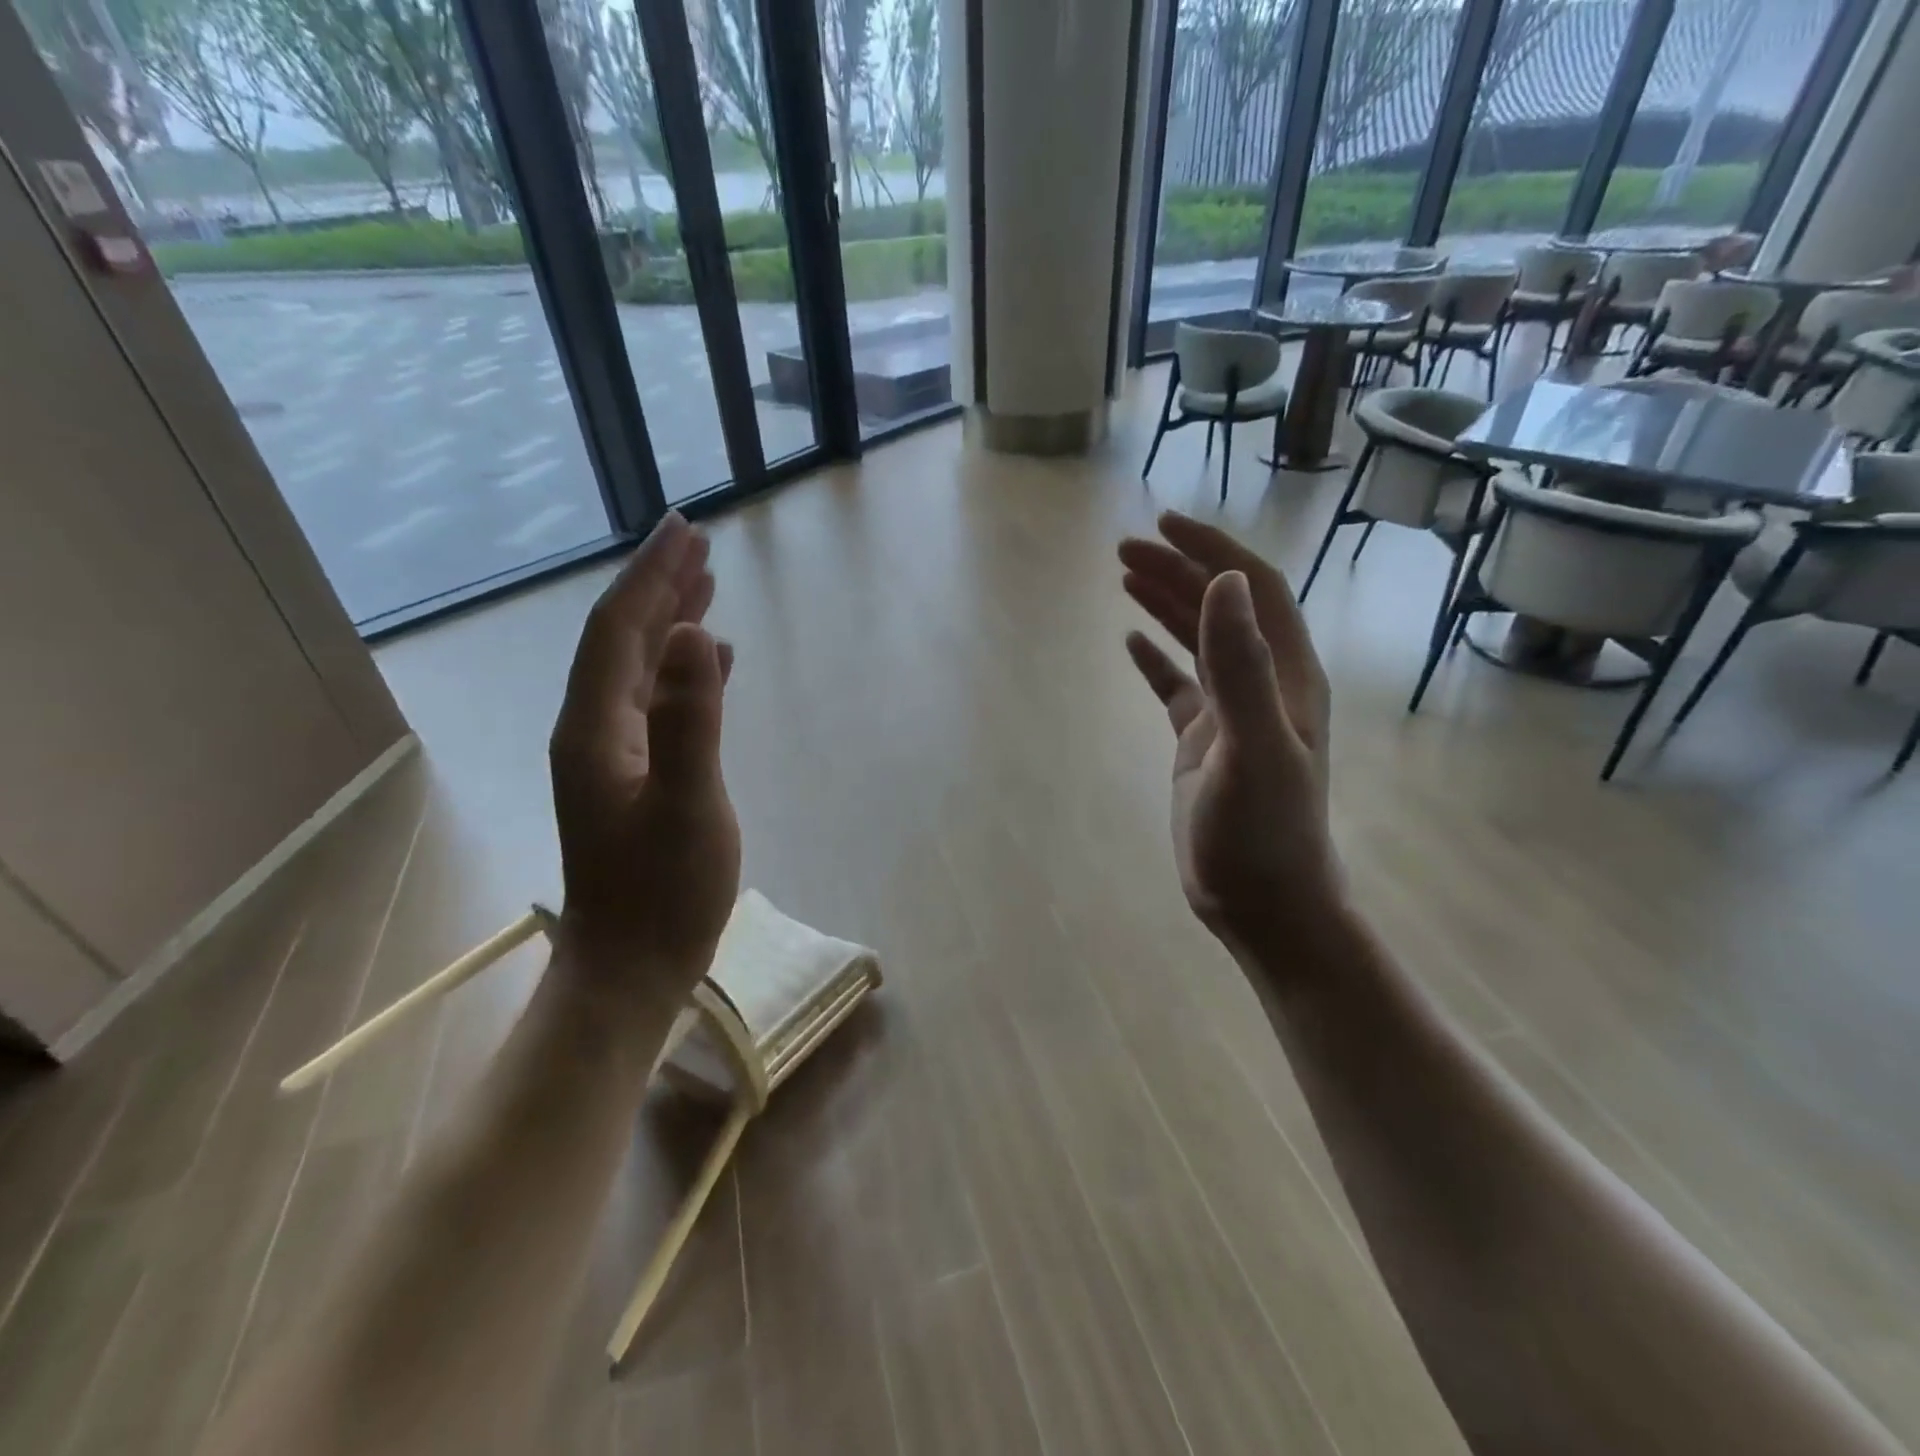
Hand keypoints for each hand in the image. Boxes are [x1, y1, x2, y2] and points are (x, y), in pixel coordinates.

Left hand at [549, 514, 740, 1007]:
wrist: (630, 969)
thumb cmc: (664, 893)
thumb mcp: (688, 805)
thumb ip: (689, 719)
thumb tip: (691, 634)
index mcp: (596, 727)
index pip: (619, 630)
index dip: (651, 576)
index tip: (685, 529)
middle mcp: (593, 729)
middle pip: (623, 640)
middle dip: (659, 586)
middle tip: (699, 543)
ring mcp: (611, 754)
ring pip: (638, 668)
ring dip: (669, 622)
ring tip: (705, 586)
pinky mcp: (633, 776)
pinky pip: (655, 701)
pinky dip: (682, 670)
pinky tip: (711, 660)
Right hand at [1118, 512, 1342, 957]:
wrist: (1264, 902)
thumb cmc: (1264, 831)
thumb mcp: (1252, 748)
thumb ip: (1240, 667)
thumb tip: (1222, 582)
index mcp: (1286, 675)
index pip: (1254, 590)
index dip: (1213, 551)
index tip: (1164, 524)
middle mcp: (1263, 684)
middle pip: (1221, 608)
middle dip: (1177, 570)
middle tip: (1124, 548)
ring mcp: (1232, 713)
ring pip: (1198, 641)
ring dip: (1164, 604)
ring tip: (1124, 577)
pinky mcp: (1204, 743)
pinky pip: (1177, 686)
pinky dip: (1155, 659)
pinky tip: (1129, 645)